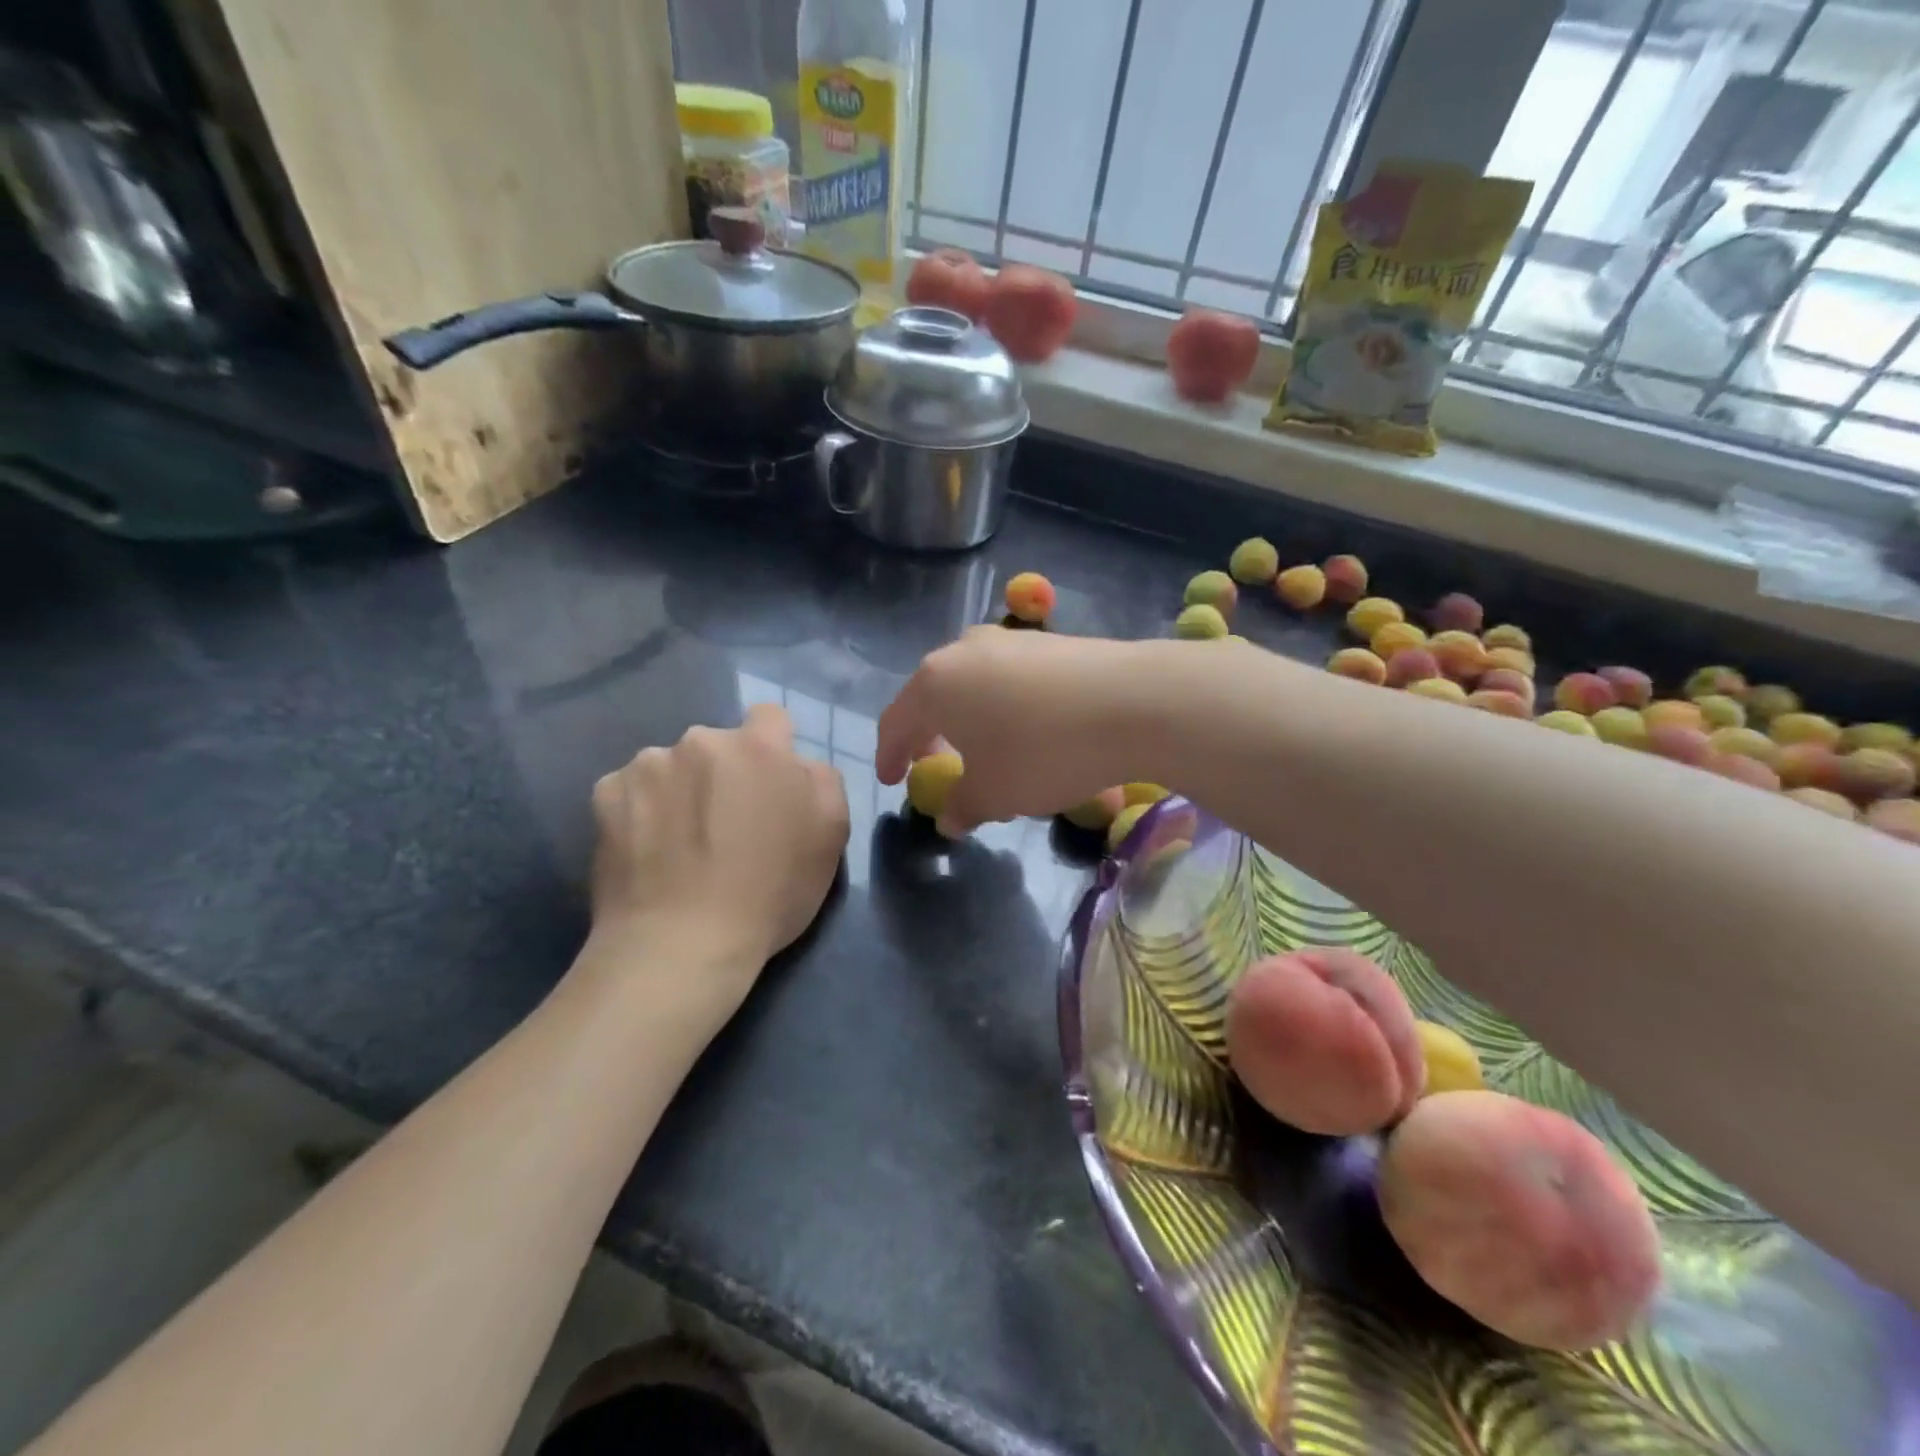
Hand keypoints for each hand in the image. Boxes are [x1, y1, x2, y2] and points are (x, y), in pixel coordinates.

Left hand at [588, 705, 848, 1010]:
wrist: (680, 945)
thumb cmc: (769, 894)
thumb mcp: (830, 838)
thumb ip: (823, 782)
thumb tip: (799, 765)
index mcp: (758, 747)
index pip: (770, 718)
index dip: (774, 750)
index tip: (769, 789)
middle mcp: (700, 741)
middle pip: (719, 745)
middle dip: (725, 773)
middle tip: (726, 825)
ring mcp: (646, 765)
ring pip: (673, 765)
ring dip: (681, 789)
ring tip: (681, 843)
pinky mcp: (605, 794)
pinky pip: (632, 789)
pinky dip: (641, 810)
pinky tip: (648, 850)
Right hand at [876, 627, 1160, 835]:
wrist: (1132, 702)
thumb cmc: (1041, 752)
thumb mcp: (994, 793)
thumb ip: (962, 805)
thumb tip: (949, 819)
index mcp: (935, 684)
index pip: (896, 722)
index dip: (889, 755)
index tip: (891, 781)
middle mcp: (964, 650)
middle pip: (932, 696)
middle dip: (929, 734)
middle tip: (932, 764)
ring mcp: (1010, 640)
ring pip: (972, 684)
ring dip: (968, 720)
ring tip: (982, 751)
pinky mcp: (1049, 643)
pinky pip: (1008, 679)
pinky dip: (1003, 707)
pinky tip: (1026, 732)